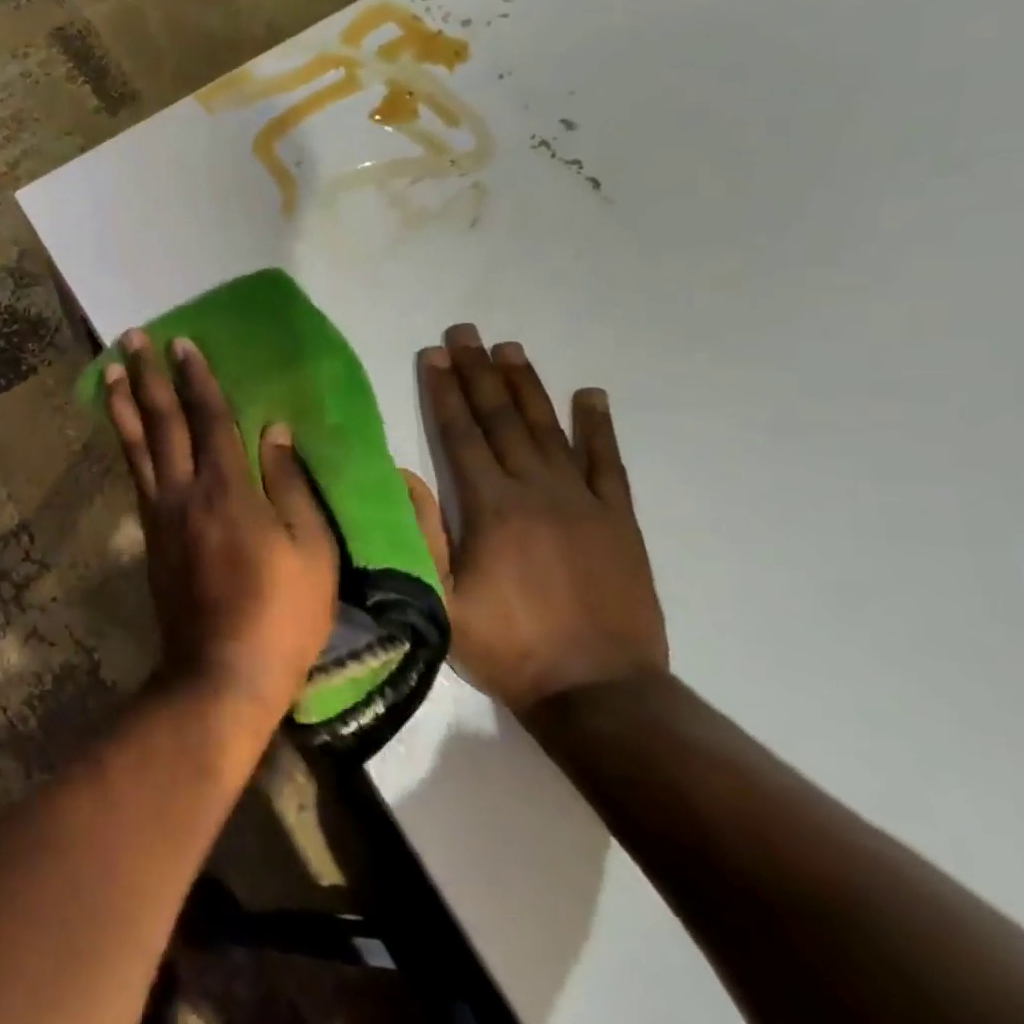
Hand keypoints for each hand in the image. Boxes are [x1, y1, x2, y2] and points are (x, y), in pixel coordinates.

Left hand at [104, 331, 338, 721]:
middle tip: (132, 339)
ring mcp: (160, 514)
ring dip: (125, 404)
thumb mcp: (311, 550)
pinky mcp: (150, 537)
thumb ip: (291, 485)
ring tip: (113, 371)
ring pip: (137, 446)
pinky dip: (128, 446)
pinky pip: (136, 476)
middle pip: (163, 422)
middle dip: (149, 376)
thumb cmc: (281, 614)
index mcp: (227, 489)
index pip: (209, 418)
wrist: (220, 673)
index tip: (181, 343)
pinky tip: (125, 433)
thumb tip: (276, 431)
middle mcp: (184, 491)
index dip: (196, 378)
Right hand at [416, 323, 667, 716]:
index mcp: (492, 507)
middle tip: (466, 332)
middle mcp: (538, 490)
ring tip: (510, 349)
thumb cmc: (507, 647)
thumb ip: (421, 535)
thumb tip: (403, 474)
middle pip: (502, 420)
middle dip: (479, 373)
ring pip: (550, 430)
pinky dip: (598, 427)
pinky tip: (590, 396)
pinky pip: (608, 463)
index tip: (435, 354)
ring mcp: (584, 502)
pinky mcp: (619, 520)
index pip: (461, 435)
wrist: (599, 691)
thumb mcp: (440, 601)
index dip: (445, 392)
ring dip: (527, 387)